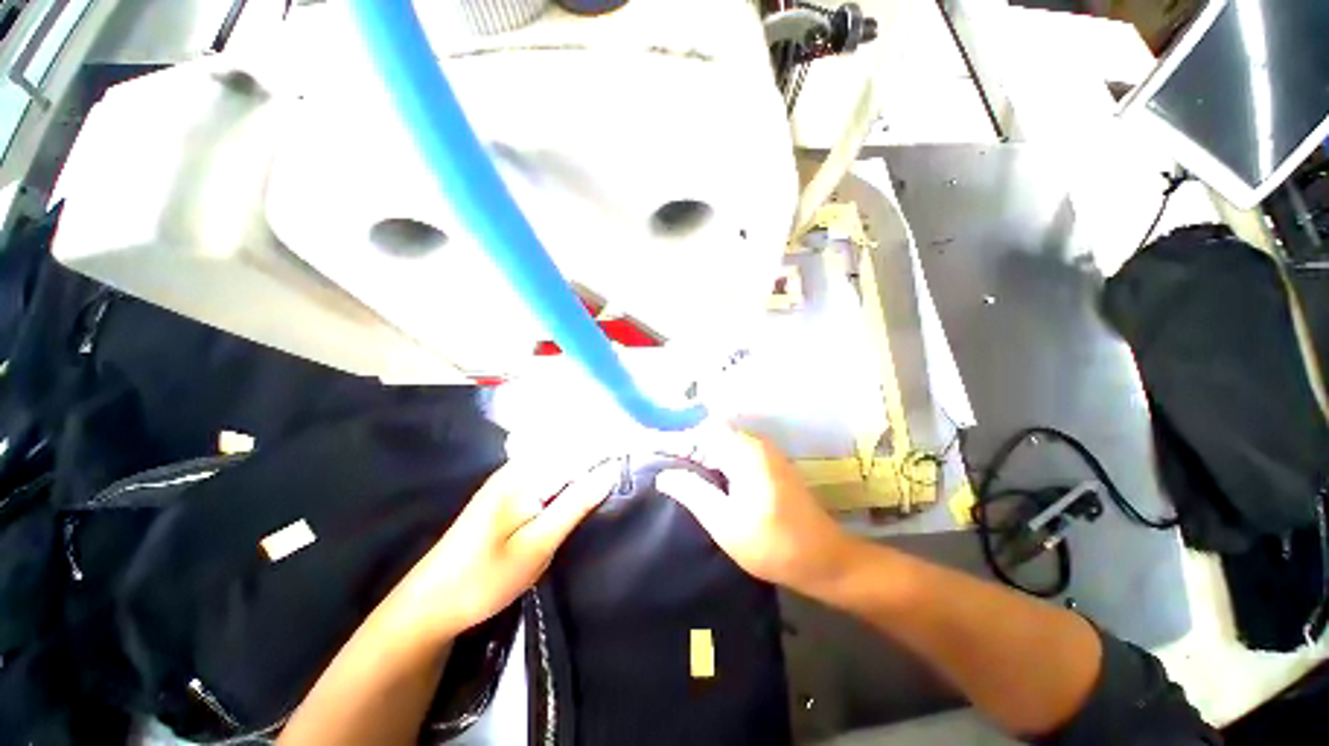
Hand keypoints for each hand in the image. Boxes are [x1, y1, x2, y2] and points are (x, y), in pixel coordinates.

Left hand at [393, 460, 614, 641]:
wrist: (430, 604)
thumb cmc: (484, 578)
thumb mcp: (537, 545)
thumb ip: (575, 505)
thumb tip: (610, 472)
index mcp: (525, 473)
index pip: (577, 447)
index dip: (608, 446)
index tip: (637, 449)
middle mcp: (519, 467)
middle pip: (569, 447)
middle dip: (601, 450)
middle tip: (631, 458)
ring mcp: (512, 478)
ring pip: (560, 458)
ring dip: (587, 461)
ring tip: (616, 467)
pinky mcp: (510, 493)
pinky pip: (549, 472)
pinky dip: (571, 473)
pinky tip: (584, 483)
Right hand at [657, 429, 855, 592]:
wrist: (826, 560)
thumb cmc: (774, 545)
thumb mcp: (725, 523)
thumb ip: (692, 493)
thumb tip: (663, 474)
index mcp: (745, 452)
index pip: (701, 429)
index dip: (676, 437)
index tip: (652, 449)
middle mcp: (756, 444)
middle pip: (711, 433)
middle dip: (685, 445)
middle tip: (659, 462)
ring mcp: (765, 453)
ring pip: (721, 443)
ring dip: (698, 454)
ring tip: (673, 470)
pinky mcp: (768, 465)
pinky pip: (733, 453)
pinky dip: (714, 461)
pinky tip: (701, 478)